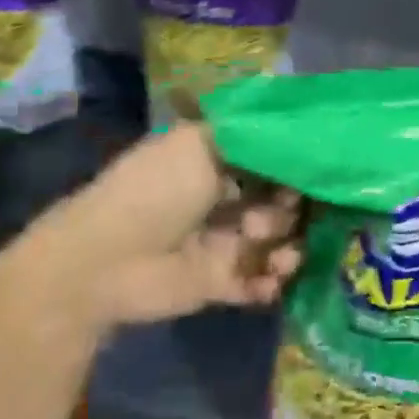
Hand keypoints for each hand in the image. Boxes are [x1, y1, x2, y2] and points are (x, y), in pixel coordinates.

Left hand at [55, 124, 302, 325]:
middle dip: (290, 210)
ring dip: (287, 249)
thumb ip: (252, 138)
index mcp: (216, 161)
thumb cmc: (157, 191)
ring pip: (276, 243)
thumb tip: (296, 136)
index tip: (309, 174)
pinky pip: (260, 282)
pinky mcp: (220, 282)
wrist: (109, 260)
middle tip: (270, 218)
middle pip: (280, 203)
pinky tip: (268, 280)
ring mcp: (223, 242)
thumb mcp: (199, 144)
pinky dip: (271, 282)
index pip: (270, 162)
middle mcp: (223, 199)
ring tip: (278, 256)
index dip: (293, 168)